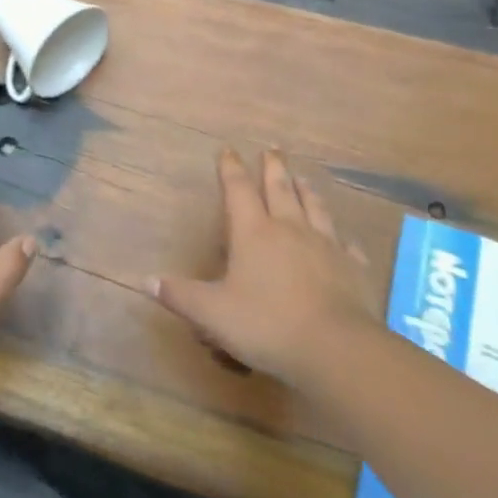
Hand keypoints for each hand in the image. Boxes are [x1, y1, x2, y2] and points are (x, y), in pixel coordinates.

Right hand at [148, 148, 377, 386]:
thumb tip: (145, 280)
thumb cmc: (267, 325)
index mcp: (253, 232)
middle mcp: (289, 229)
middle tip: (272, 148)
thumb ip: (180, 296)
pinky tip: (343, 239)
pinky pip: (346, 245)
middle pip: (279, 188)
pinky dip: (341, 237)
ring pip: (314, 207)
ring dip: (306, 190)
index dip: (230, 168)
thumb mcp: (212, 313)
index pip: (238, 190)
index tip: (227, 149)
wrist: (335, 348)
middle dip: (273, 167)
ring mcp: (325, 245)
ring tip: (303, 178)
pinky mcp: (352, 267)